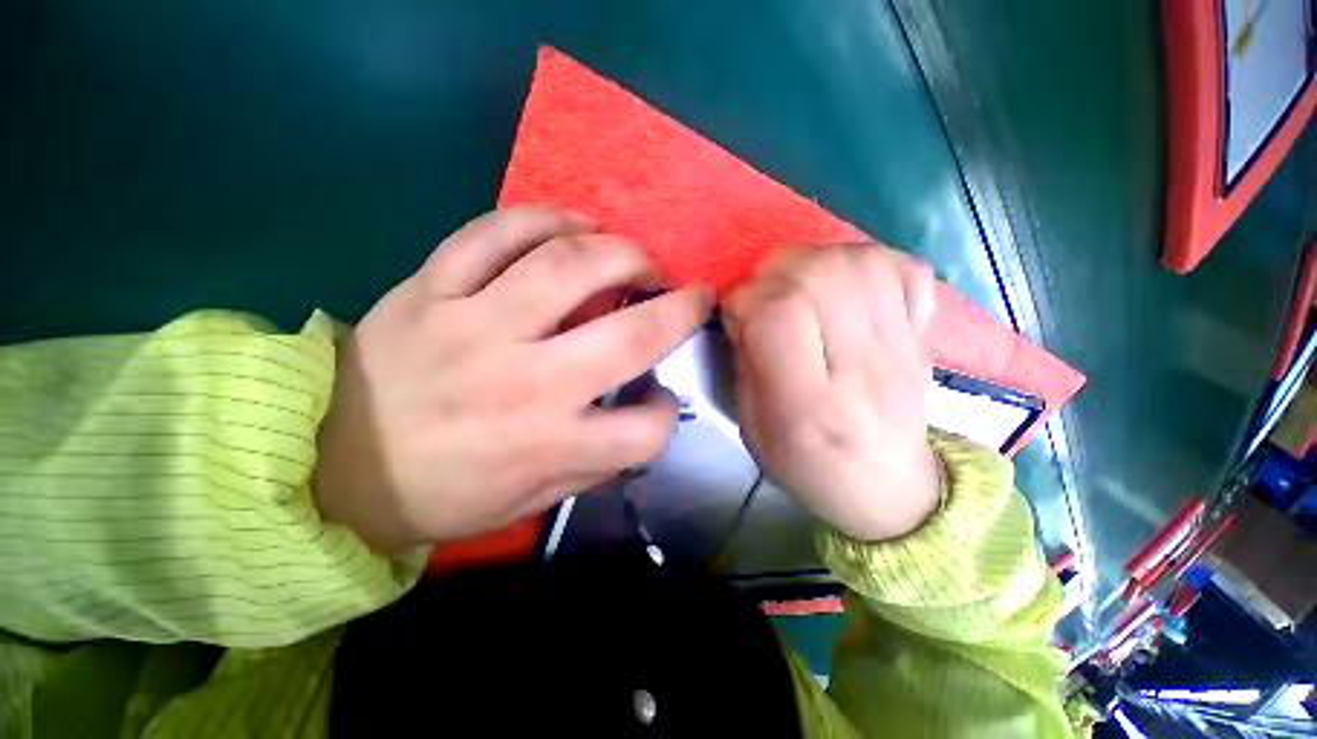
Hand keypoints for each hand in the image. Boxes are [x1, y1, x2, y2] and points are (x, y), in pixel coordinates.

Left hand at [314, 206, 713, 552]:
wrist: (328, 466)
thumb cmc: (438, 494)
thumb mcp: (528, 501)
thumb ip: (592, 463)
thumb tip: (639, 420)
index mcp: (549, 444)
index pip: (645, 429)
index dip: (666, 414)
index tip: (661, 399)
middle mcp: (526, 382)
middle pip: (630, 335)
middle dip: (680, 309)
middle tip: (690, 294)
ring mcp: (475, 326)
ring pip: (568, 265)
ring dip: (623, 254)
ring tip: (636, 259)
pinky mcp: (431, 289)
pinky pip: (495, 233)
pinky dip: (545, 219)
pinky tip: (574, 224)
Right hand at [724, 246, 939, 541]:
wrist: (888, 489)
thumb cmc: (807, 466)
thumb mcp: (754, 428)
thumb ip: (746, 363)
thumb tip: (747, 308)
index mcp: (808, 405)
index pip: (780, 315)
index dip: (747, 301)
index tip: (737, 317)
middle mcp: (860, 369)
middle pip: (820, 277)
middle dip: (776, 272)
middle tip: (764, 295)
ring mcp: (901, 348)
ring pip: (861, 262)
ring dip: (815, 261)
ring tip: (799, 285)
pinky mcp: (921, 336)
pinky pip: (904, 267)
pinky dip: (866, 261)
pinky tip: (845, 285)